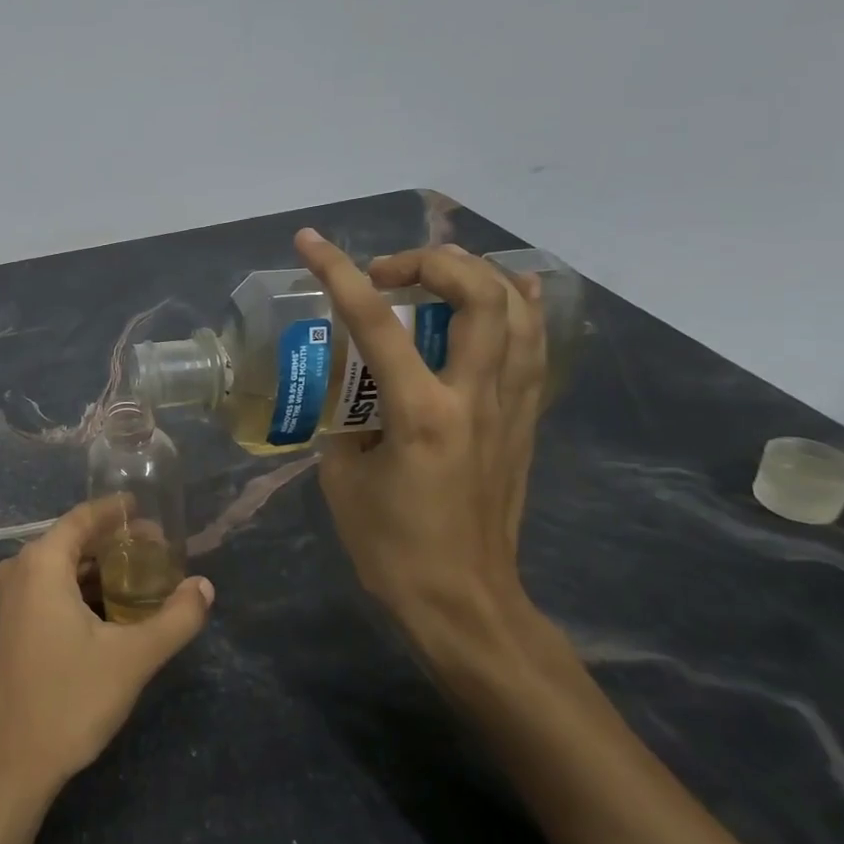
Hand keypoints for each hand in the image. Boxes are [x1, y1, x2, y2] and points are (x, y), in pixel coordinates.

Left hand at [0, 497, 213, 801]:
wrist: (3, 768)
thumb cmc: (67, 701)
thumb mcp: (132, 659)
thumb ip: (175, 619)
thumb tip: (205, 587)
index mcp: (40, 564)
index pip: (81, 519)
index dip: (114, 511)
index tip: (143, 509)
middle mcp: (13, 572)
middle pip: (67, 543)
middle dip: (109, 545)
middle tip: (151, 553)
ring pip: (52, 571)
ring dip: (91, 572)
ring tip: (132, 583)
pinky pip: (38, 594)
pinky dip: (70, 593)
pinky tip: (98, 616)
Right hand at [294, 229, 547, 661]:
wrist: (464, 601)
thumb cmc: (392, 546)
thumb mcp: (342, 477)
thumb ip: (345, 420)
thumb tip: (353, 393)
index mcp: (420, 413)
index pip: (375, 322)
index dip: (338, 272)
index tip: (310, 242)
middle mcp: (474, 398)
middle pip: (477, 296)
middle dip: (431, 262)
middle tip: (388, 273)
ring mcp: (509, 407)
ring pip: (518, 312)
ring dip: (476, 275)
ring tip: (437, 273)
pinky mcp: (524, 421)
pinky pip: (533, 347)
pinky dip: (521, 307)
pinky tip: (509, 289)